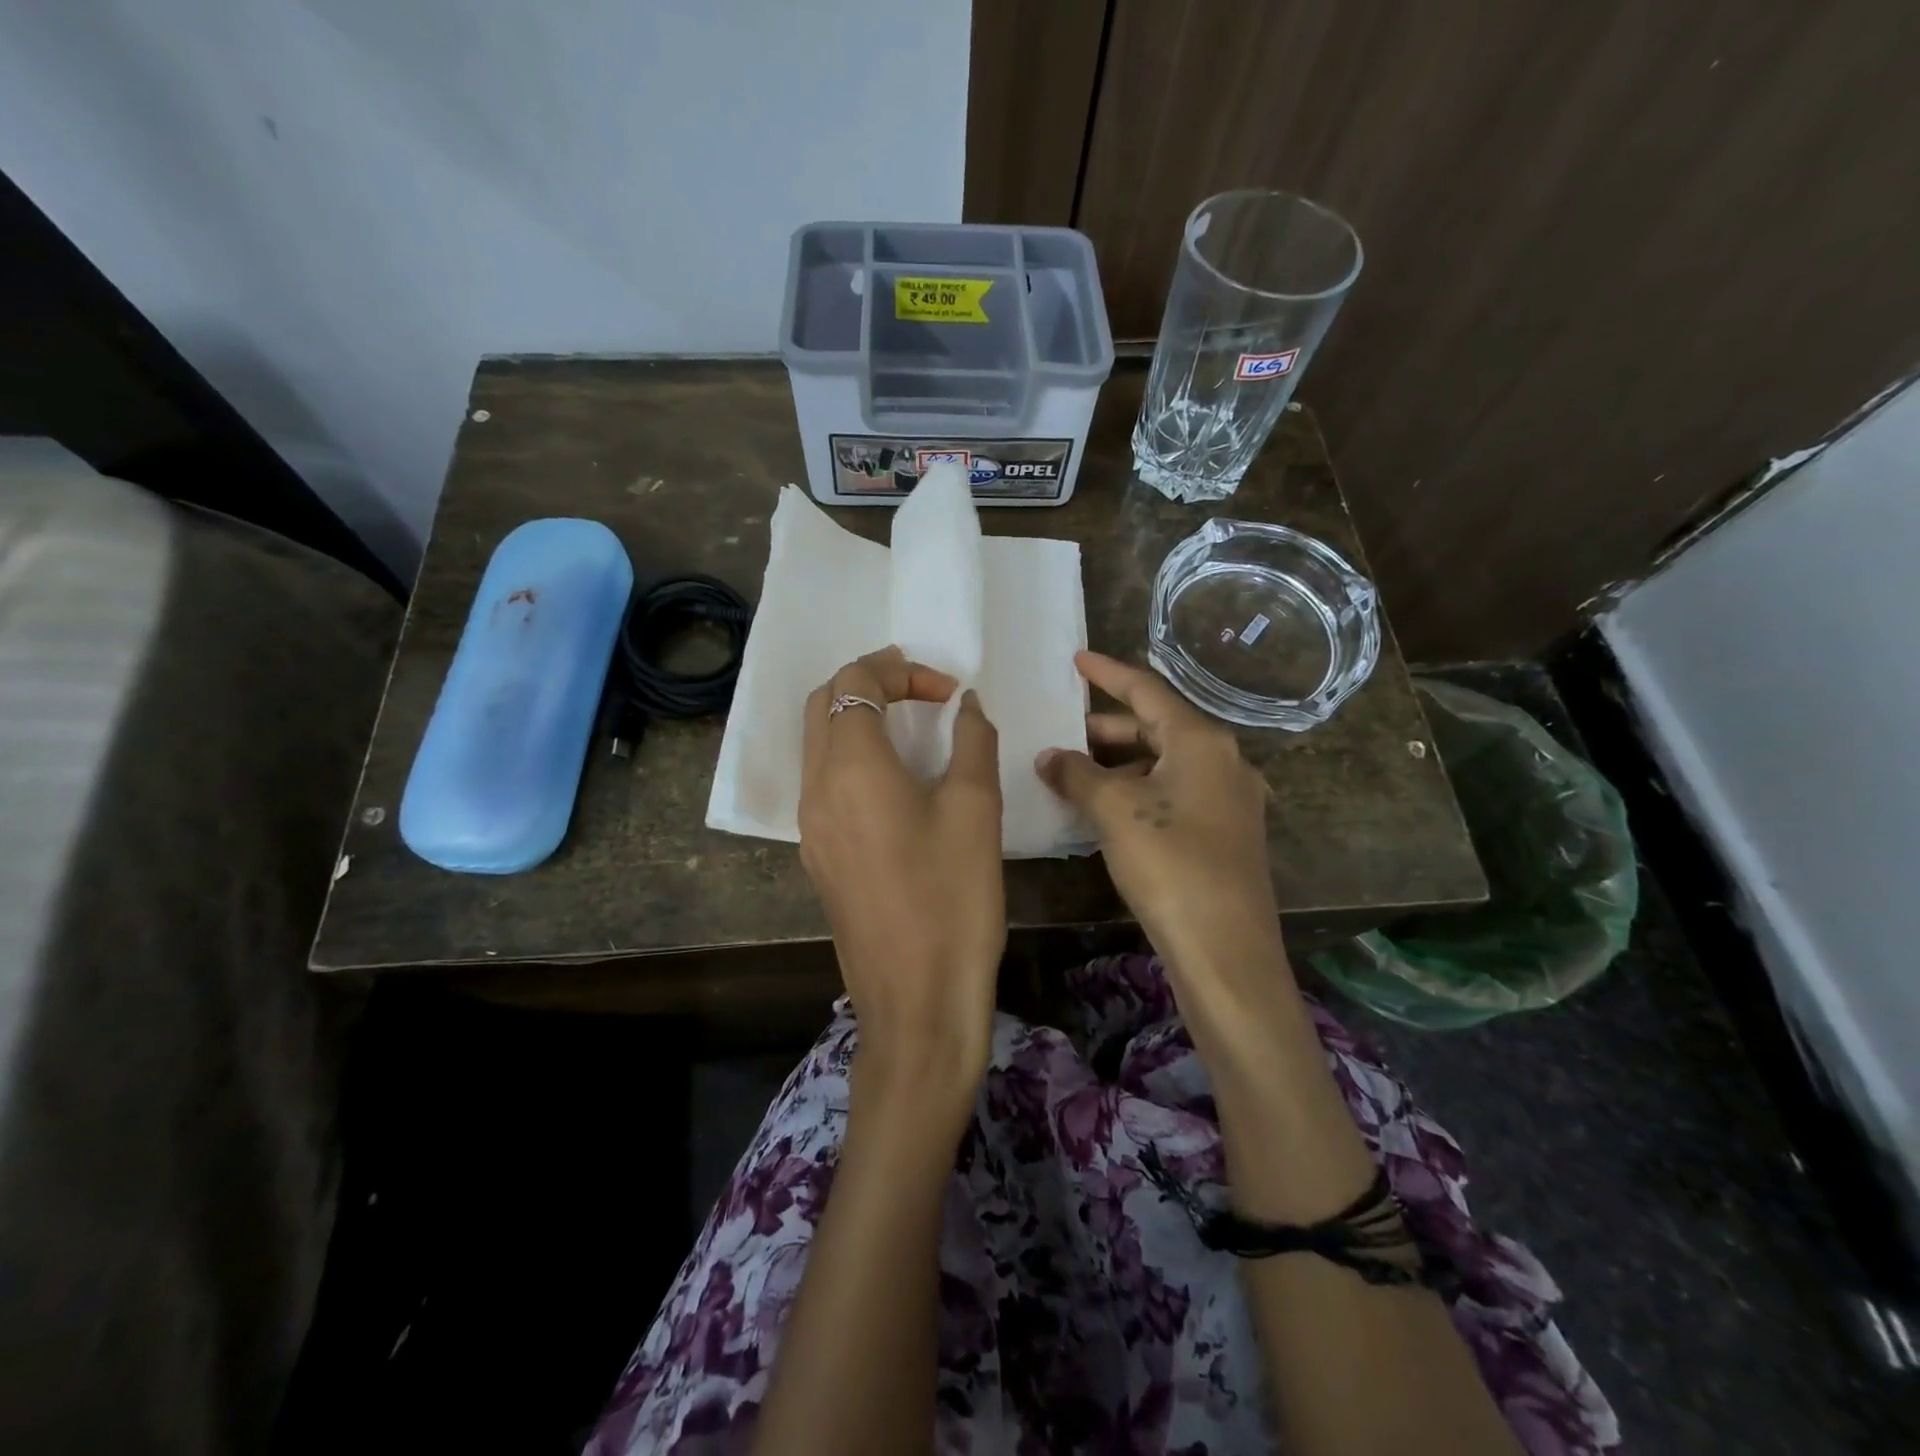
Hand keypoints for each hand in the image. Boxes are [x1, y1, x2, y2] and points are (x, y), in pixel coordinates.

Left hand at [800, 648, 1004, 1114]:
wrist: (917, 1000)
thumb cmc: (953, 898)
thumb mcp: (976, 809)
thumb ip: (971, 741)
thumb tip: (967, 705)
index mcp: (850, 767)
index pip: (855, 682)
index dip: (900, 669)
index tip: (948, 691)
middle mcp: (815, 788)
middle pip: (823, 703)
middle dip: (870, 681)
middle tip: (922, 690)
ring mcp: (809, 826)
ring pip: (817, 742)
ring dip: (856, 717)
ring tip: (910, 724)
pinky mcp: (818, 855)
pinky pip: (823, 781)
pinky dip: (852, 756)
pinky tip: (896, 779)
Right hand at [1036, 651, 1277, 967]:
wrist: (1224, 949)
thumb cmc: (1169, 862)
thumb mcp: (1113, 810)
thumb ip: (1076, 774)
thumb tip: (1049, 757)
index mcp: (1201, 741)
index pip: (1147, 690)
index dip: (1107, 673)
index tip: (1076, 660)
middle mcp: (1223, 761)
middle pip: (1156, 728)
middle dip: (1104, 729)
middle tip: (1061, 733)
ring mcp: (1229, 799)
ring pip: (1163, 764)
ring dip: (1117, 765)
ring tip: (1072, 776)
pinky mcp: (1225, 834)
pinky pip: (1173, 794)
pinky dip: (1136, 791)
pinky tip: (1104, 810)